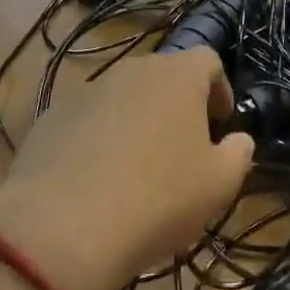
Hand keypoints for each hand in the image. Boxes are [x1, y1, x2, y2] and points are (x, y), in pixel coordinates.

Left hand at [0, 51, 253, 289]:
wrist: (62, 229)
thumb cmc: (158, 199)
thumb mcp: (220, 185)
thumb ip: (239, 153)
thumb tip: (238, 140)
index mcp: (177, 76)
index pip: (208, 60)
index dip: (219, 89)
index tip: (219, 125)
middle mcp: (132, 70)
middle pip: (163, 75)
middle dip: (177, 105)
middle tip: (182, 147)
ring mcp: (86, 91)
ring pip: (123, 97)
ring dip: (137, 121)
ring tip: (137, 168)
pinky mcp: (50, 118)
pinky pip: (87, 120)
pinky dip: (98, 139)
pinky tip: (97, 180)